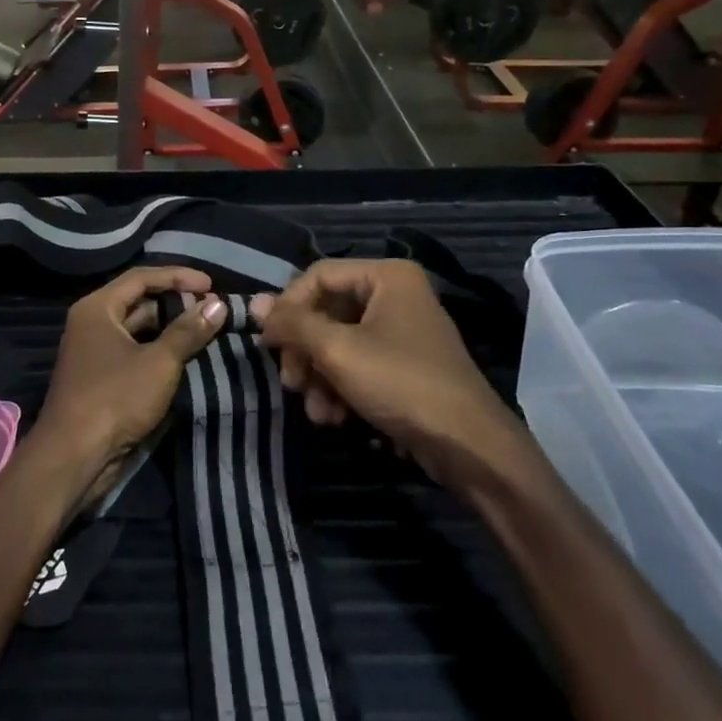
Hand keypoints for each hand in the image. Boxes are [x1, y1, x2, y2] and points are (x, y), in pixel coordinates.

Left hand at [33, 268, 228, 499]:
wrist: (74, 456)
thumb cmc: (115, 398)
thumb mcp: (159, 362)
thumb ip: (188, 331)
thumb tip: (218, 304)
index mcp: (98, 308)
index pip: (142, 278)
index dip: (178, 277)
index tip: (211, 285)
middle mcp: (93, 323)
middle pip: (139, 301)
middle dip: (177, 304)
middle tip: (213, 309)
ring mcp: (95, 352)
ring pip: (139, 330)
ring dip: (171, 329)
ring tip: (207, 331)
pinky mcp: (102, 378)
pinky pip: (135, 353)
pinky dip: (160, 351)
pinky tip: (187, 357)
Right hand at [253, 260, 530, 489]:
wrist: (466, 444)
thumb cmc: (400, 383)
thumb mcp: (338, 351)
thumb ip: (294, 324)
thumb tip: (254, 304)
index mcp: (386, 276)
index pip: (318, 276)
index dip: (288, 308)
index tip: (270, 345)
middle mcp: (394, 295)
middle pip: (326, 311)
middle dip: (305, 352)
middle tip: (291, 383)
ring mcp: (400, 331)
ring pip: (337, 342)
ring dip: (319, 377)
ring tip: (316, 410)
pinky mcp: (403, 365)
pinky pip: (357, 364)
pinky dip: (340, 388)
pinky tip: (334, 417)